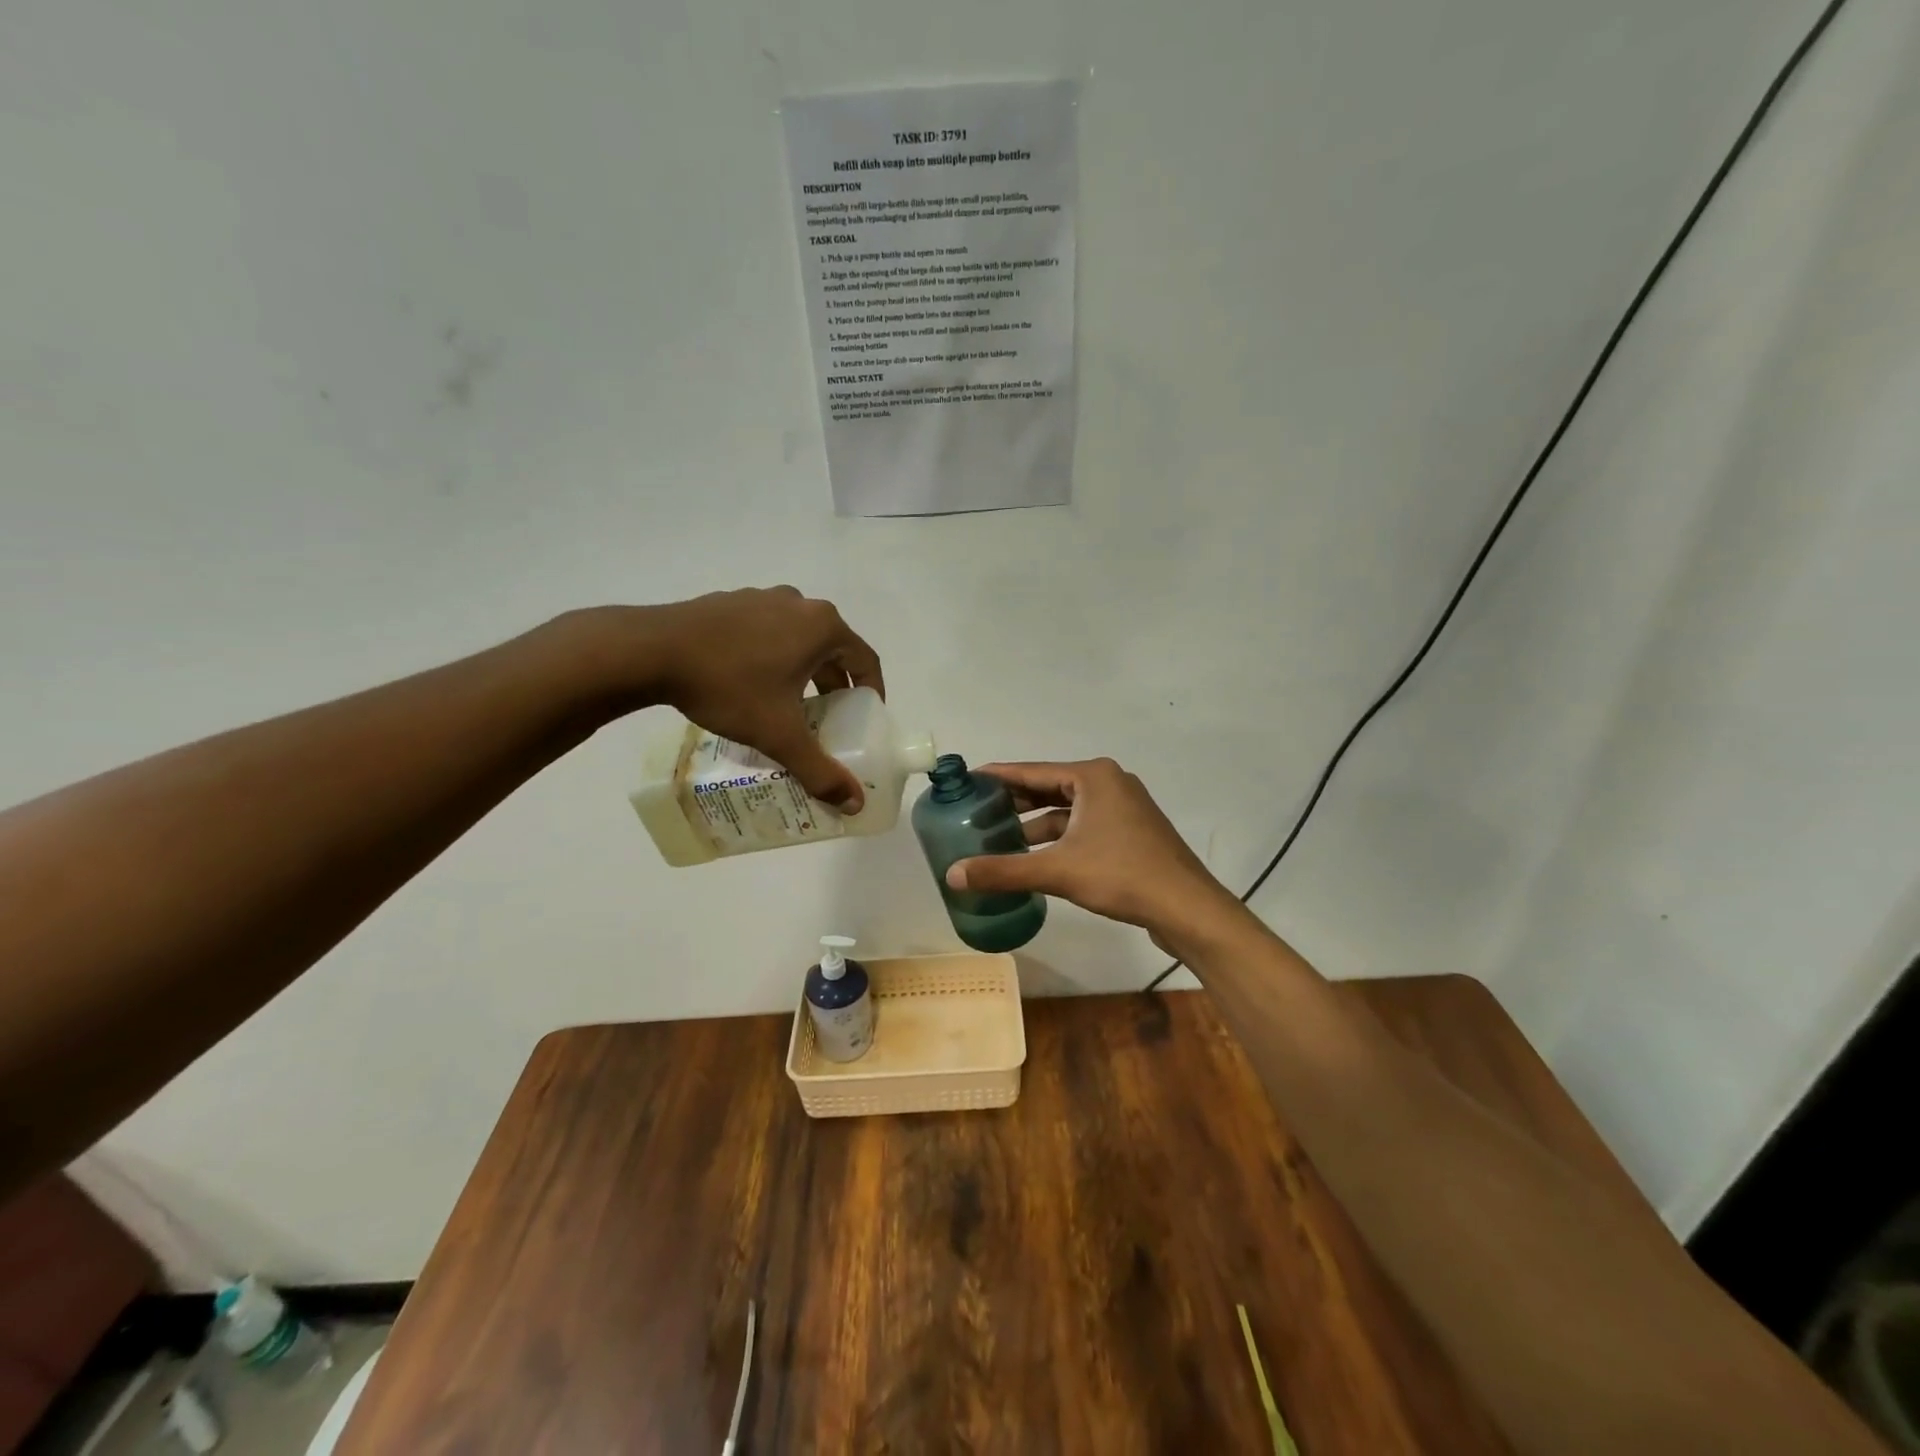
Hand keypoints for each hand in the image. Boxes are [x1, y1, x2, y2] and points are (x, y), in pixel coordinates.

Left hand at [641, 587, 884, 811]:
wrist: (651, 651)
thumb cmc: (729, 686)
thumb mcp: (779, 734)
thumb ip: (820, 770)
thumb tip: (853, 804)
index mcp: (822, 627)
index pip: (866, 660)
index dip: (872, 691)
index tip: (866, 717)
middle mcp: (799, 604)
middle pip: (832, 649)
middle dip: (834, 686)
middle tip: (828, 719)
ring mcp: (762, 598)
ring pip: (798, 639)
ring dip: (802, 671)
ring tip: (789, 705)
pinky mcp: (730, 602)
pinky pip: (766, 631)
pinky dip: (771, 657)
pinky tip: (749, 684)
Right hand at [945, 759, 1242, 943]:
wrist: (1187, 908)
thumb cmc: (1122, 875)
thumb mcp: (1057, 870)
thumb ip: (1003, 870)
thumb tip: (952, 875)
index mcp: (1093, 776)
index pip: (1032, 771)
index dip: (997, 776)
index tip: (967, 780)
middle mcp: (1109, 783)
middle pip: (1049, 788)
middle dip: (1014, 802)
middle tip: (975, 813)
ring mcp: (1123, 808)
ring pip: (1067, 811)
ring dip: (1035, 824)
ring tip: (998, 839)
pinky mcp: (1131, 833)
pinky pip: (1083, 827)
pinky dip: (1057, 838)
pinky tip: (1035, 857)